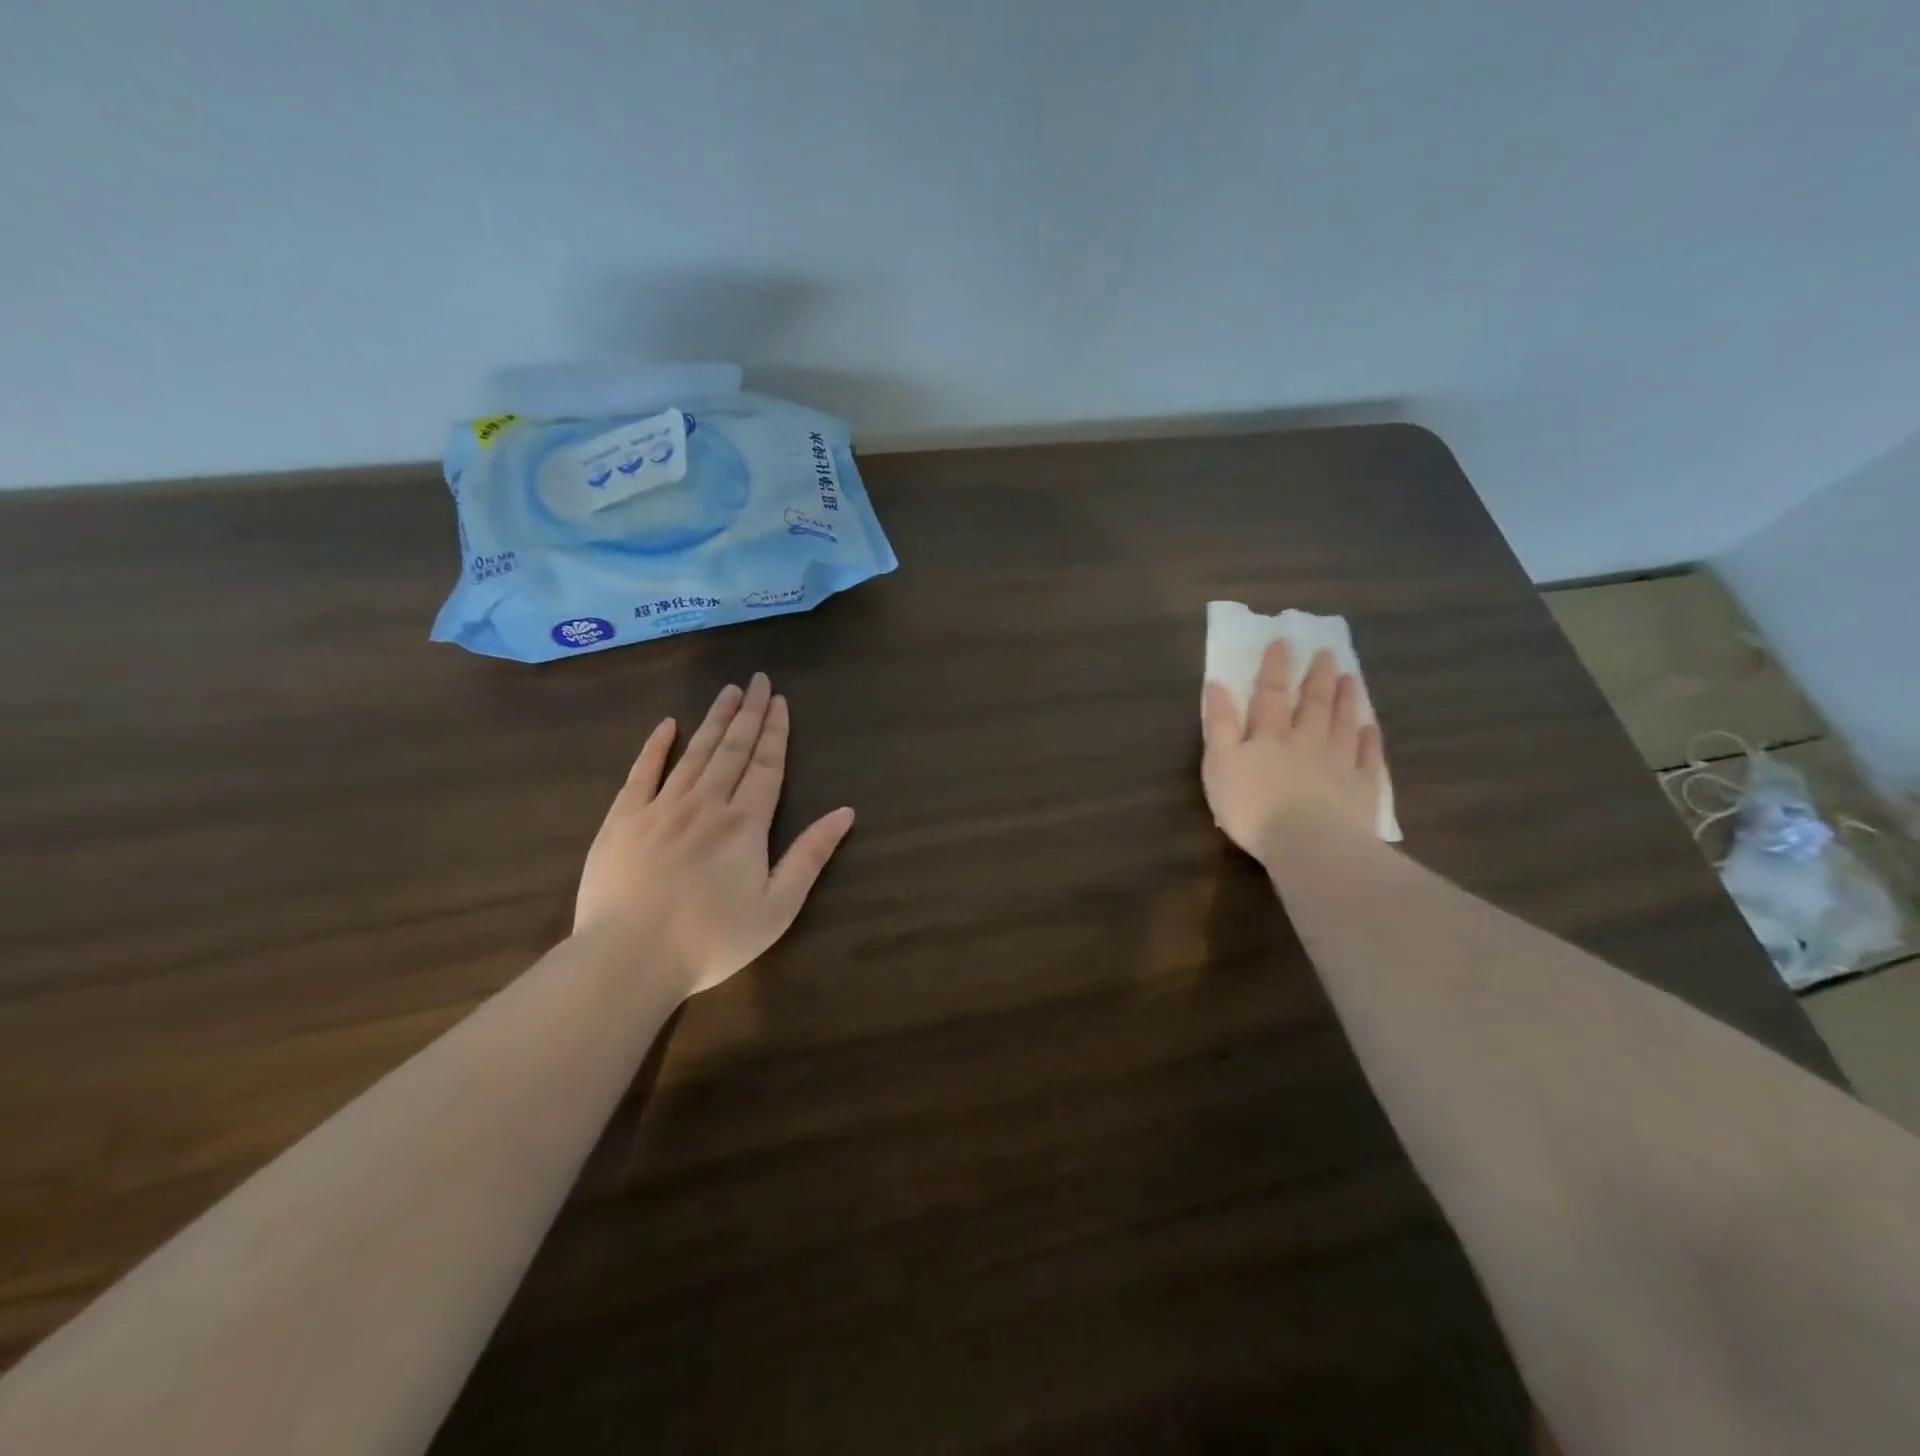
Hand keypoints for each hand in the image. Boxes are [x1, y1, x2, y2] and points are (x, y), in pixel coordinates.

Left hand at [574, 673, 855, 996]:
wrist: (629, 959)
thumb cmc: (711, 939)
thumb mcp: (777, 908)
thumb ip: (810, 856)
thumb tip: (845, 813)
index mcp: (745, 823)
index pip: (767, 766)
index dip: (776, 732)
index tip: (780, 701)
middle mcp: (706, 803)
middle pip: (733, 749)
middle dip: (750, 713)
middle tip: (758, 680)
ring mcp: (661, 807)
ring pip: (694, 752)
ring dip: (714, 720)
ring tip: (728, 692)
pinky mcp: (623, 819)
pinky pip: (642, 772)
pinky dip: (656, 746)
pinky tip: (667, 724)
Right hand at [1201, 642, 1384, 863]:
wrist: (1308, 843)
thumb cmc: (1253, 806)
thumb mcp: (1220, 764)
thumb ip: (1219, 724)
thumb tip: (1217, 684)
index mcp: (1270, 735)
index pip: (1271, 693)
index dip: (1275, 667)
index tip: (1283, 641)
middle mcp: (1307, 740)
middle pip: (1314, 703)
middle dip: (1317, 677)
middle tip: (1327, 653)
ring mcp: (1340, 762)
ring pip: (1344, 722)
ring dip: (1347, 699)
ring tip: (1351, 678)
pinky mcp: (1362, 788)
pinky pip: (1369, 757)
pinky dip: (1370, 739)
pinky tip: (1370, 728)